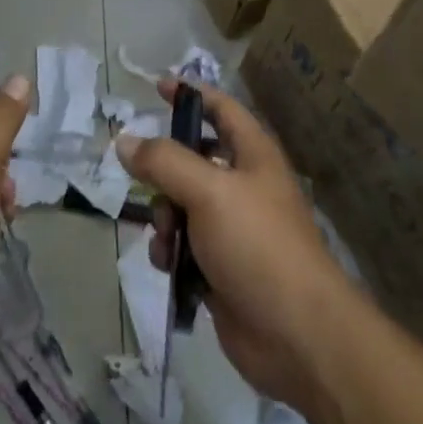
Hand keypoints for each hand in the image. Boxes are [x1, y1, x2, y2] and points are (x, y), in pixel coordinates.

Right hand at [116, 78, 358, 414]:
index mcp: (252, 154)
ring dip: (164, 217)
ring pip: (181, 204)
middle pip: (192, 159)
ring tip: (167, 237)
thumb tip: (125, 140)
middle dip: (164, 171)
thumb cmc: (257, 245)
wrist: (298, 337)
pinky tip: (168, 266)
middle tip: (146, 181)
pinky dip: (171, 251)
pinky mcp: (221, 268)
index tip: (157, 86)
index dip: (191, 93)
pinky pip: (183, 245)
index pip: (220, 108)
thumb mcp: (208, 191)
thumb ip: (163, 161)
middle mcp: (243, 185)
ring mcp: (232, 228)